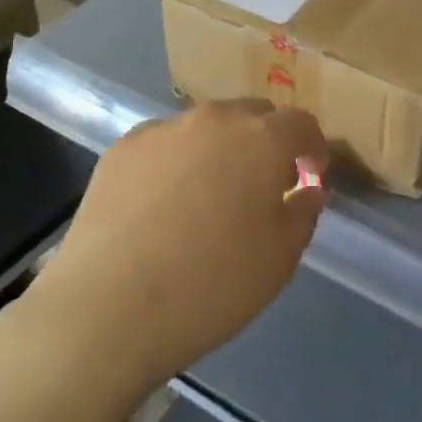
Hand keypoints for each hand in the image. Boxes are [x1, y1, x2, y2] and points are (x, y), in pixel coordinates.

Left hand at [29, 101, 327, 397]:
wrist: (109, 307)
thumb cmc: (213, 284)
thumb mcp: (280, 259)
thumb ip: (303, 214)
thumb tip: (306, 190)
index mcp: (262, 140)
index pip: (300, 124)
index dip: (312, 146)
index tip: (312, 172)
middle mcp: (214, 120)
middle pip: (252, 115)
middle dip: (266, 141)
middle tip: (264, 183)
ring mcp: (162, 130)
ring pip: (205, 127)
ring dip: (220, 149)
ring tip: (211, 193)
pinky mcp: (121, 149)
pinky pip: (164, 144)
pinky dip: (177, 161)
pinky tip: (164, 203)